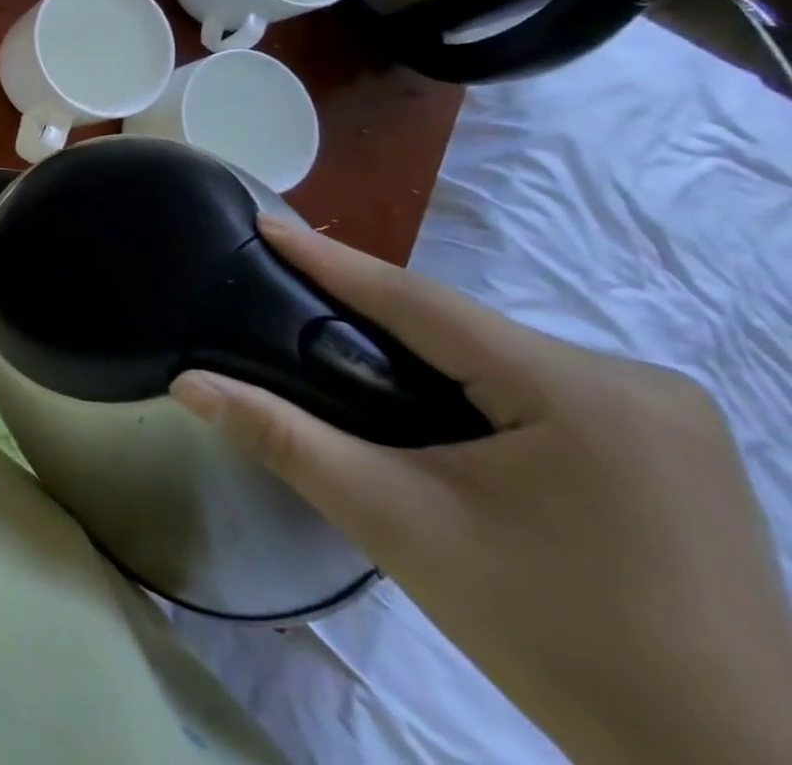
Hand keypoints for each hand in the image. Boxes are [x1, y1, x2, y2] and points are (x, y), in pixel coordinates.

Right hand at [172, 219, 791, 764]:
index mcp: (581, 392)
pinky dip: (472, 382)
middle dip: (373, 312)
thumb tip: (187, 384)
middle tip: (288, 291)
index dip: (332, 260)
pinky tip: (433, 404)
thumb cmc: (554, 640)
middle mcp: (635, 381)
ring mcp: (668, 415)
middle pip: (462, 328)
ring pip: (498, 354)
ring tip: (341, 347)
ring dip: (422, 350)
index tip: (266, 221)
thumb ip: (284, 440)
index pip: (421, 302)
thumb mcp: (398, 526)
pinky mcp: (674, 448)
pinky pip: (538, 385)